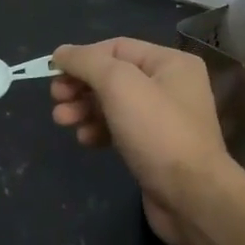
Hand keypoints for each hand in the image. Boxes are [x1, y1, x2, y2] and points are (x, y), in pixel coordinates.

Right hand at [50, 38, 234, 244]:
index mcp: (170, 63)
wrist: (191, 197)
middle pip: (111, 76)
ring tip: (62, 120)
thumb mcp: (119, 85)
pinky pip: (118, 128)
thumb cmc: (157, 132)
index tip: (53, 73)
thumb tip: (60, 52)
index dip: (82, 57)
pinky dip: (97, 129)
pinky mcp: (153, 147)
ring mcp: (162, 118)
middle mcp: (169, 86)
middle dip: (80, 85)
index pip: (116, 48)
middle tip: (56, 99)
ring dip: (83, 108)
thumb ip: (87, 62)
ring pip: (111, 103)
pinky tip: (85, 139)